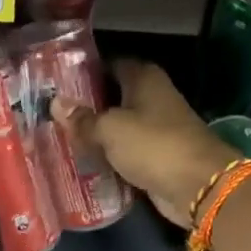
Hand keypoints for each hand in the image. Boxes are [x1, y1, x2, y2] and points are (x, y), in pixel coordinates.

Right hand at [53, 59, 239, 228]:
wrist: (198, 186)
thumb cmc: (154, 145)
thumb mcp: (111, 129)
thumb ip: (83, 119)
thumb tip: (56, 104)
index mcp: (144, 78)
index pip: (110, 64)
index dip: (85, 71)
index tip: (57, 82)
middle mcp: (152, 98)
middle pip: (112, 96)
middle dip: (86, 105)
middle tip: (51, 113)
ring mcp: (156, 128)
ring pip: (118, 126)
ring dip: (96, 133)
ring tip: (60, 138)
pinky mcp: (157, 156)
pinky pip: (126, 151)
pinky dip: (109, 156)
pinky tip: (83, 162)